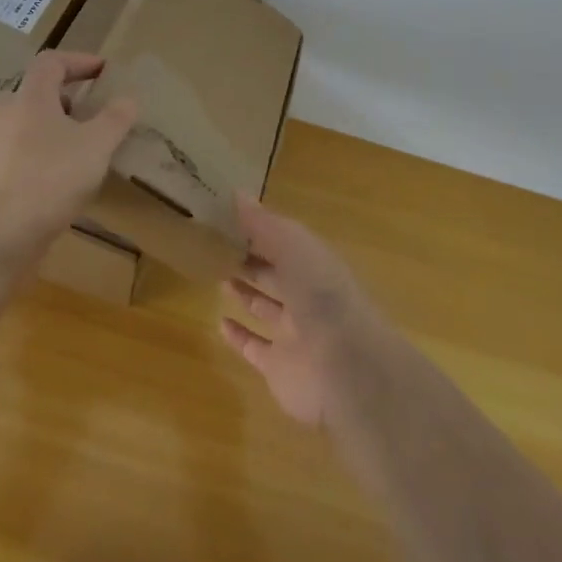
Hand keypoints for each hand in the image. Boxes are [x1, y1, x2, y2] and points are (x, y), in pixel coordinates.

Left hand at [0, 51, 137, 241]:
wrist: (1, 229)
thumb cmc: (52, 175)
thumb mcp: (97, 145)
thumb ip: (114, 119)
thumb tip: (127, 99)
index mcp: (30, 97)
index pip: (50, 63)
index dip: (78, 61)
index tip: (102, 71)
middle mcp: (3, 114)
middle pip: (29, 93)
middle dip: (57, 99)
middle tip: (82, 113)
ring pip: (18, 125)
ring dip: (43, 129)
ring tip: (71, 148)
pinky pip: (12, 156)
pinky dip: (32, 158)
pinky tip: (53, 179)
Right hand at [220, 194, 394, 425]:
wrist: (346, 368)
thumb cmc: (322, 296)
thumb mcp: (294, 246)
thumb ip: (264, 223)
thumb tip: (236, 193)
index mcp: (315, 265)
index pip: (283, 242)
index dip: (258, 230)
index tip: (225, 217)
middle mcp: (306, 297)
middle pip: (274, 273)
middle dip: (250, 259)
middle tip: (215, 245)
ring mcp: (293, 333)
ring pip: (265, 308)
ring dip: (245, 293)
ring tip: (218, 276)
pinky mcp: (278, 366)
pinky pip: (254, 347)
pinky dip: (238, 336)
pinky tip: (220, 322)